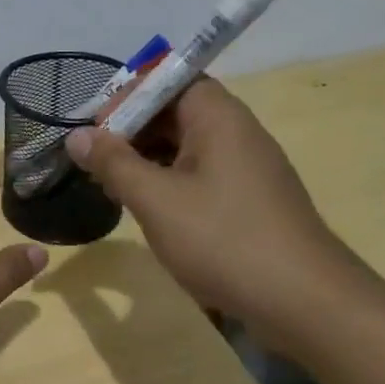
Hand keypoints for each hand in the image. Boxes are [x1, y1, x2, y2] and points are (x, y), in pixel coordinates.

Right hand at [65, 80, 359, 333]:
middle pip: (176, 110)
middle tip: (96, 159)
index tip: (95, 129)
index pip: (168, 80)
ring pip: (186, 145)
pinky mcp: (250, 200)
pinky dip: (169, 180)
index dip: (128, 97)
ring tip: (113, 184)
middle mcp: (236, 132)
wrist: (307, 304)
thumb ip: (114, 163)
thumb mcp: (156, 200)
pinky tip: (149, 208)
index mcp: (218, 117)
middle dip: (132, 129)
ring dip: (147, 157)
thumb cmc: (224, 240)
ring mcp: (247, 168)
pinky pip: (201, 173)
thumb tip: (77, 135)